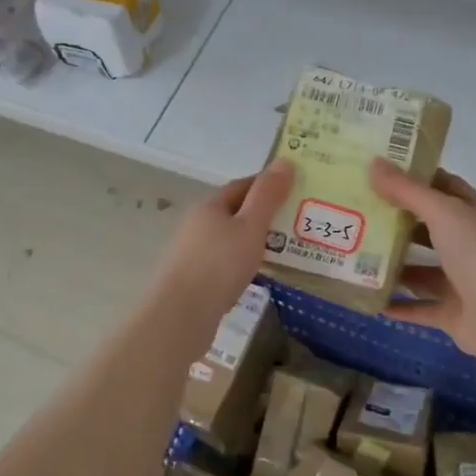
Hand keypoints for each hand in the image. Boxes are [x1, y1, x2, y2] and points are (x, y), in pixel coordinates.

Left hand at [145, 160, 294, 335]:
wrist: (180, 314)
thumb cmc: (219, 265)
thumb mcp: (251, 227)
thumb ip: (268, 196)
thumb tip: (284, 161)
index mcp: (210, 206)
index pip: (242, 186)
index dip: (267, 185)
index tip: (294, 190)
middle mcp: (197, 224)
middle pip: (234, 212)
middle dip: (262, 215)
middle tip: (295, 223)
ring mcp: (191, 252)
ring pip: (228, 239)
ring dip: (251, 241)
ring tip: (281, 251)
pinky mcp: (192, 279)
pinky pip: (223, 262)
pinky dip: (241, 263)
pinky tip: (255, 276)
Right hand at [367, 159, 475, 363]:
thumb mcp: (443, 212)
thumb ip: (407, 190)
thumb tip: (373, 163)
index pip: (446, 187)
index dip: (417, 179)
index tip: (381, 173)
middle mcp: (474, 246)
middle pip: (432, 229)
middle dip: (399, 223)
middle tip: (360, 214)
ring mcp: (466, 282)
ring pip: (425, 271)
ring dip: (396, 265)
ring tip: (358, 256)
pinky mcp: (456, 314)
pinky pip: (421, 307)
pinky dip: (398, 305)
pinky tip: (371, 299)